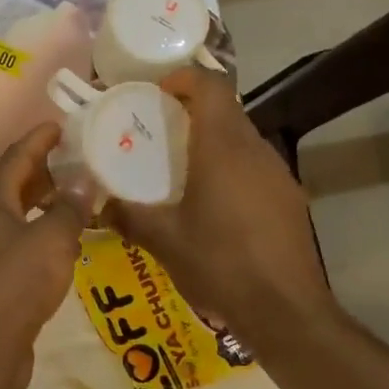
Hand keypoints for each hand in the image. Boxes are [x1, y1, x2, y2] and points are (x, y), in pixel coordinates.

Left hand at [0, 122, 92, 388]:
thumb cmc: (15, 284)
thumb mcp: (51, 240)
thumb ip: (70, 208)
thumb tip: (85, 181)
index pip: (17, 156)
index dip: (40, 138)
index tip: (63, 125)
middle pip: (16, 184)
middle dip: (47, 171)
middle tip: (82, 161)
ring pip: (20, 216)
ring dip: (48, 205)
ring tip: (82, 199)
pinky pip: (23, 244)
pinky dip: (45, 235)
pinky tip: (70, 244)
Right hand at [104, 67, 336, 344]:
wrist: (284, 310)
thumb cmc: (219, 264)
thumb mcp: (163, 241)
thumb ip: (128, 216)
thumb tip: (99, 205)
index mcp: (223, 148)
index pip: (211, 86)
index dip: (184, 78)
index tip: (157, 92)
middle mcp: (255, 150)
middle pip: (227, 110)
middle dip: (193, 111)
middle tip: (160, 132)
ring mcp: (278, 173)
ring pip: (243, 139)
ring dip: (213, 141)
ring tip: (182, 168)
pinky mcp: (289, 198)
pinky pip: (256, 166)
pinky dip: (232, 168)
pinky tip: (215, 204)